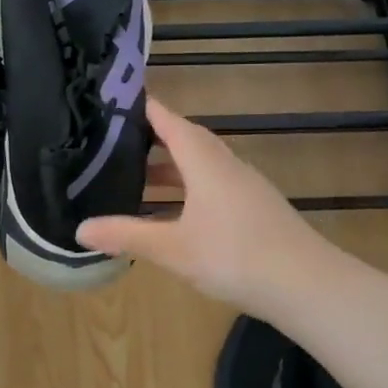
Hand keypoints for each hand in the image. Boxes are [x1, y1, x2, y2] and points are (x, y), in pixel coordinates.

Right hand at [79, 97, 332, 314]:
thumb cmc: (235, 256)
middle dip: (152, 139)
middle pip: (186, 141)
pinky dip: (186, 191)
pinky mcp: (255, 210)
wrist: (309, 287)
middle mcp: (226, 166)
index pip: (169, 122)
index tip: (116, 100)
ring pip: (200, 167)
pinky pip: (213, 187)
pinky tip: (173, 215)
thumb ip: (126, 235)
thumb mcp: (172, 248)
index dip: (144, 109)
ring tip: (135, 180)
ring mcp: (245, 188)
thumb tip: (79, 229)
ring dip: (169, 170)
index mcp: (205, 162)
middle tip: (116, 142)